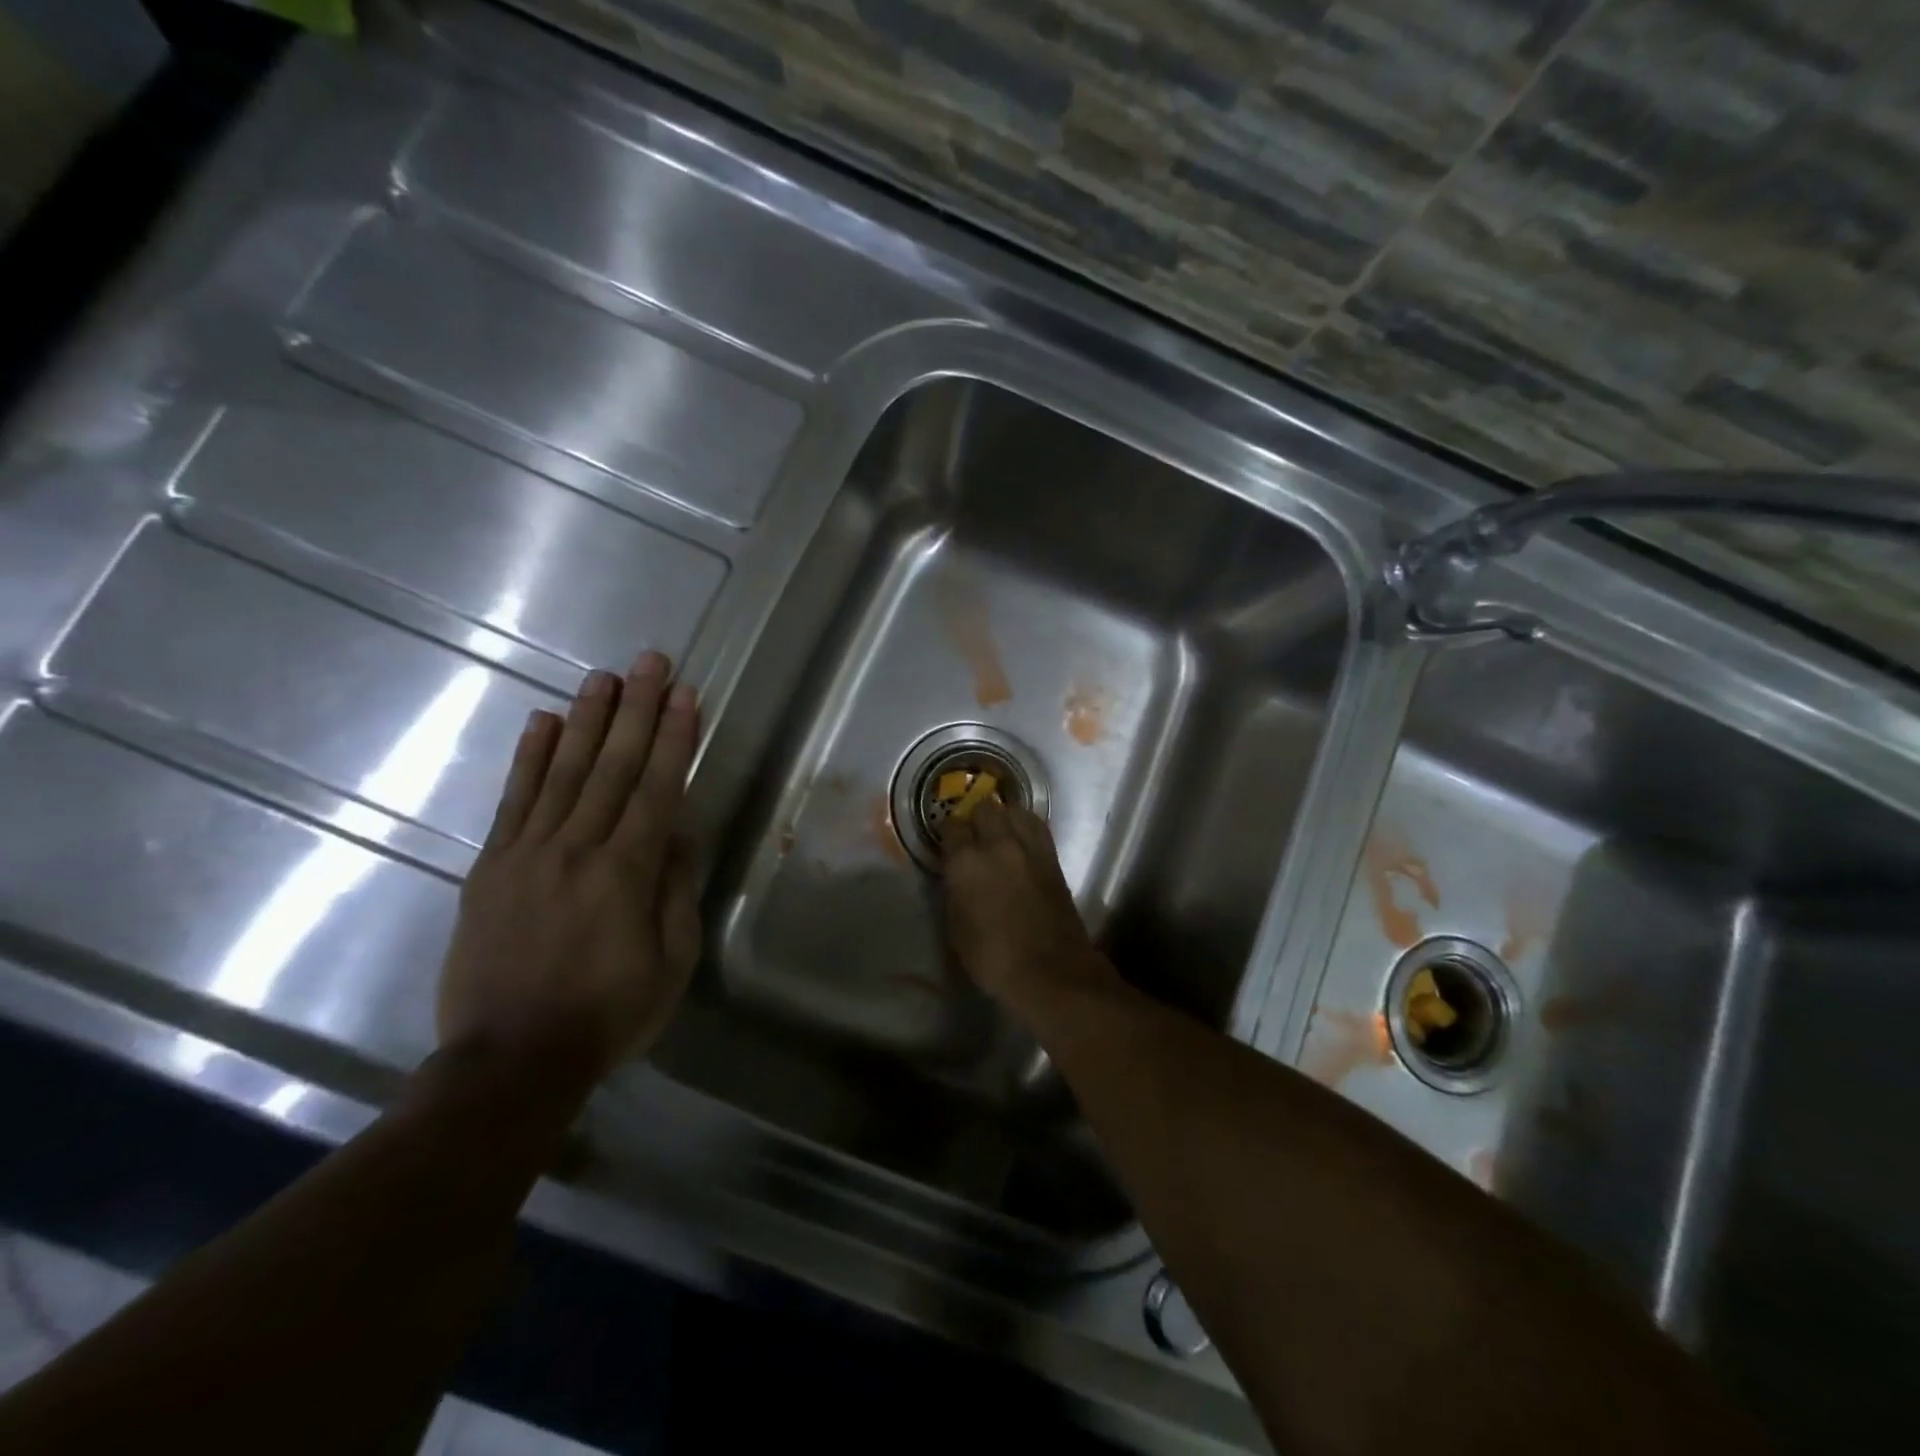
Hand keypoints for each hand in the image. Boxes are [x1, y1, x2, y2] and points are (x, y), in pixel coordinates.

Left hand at [436, 651, 700, 1080]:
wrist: (509, 1061)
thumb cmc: (609, 1014)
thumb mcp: (671, 961)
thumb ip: (675, 889)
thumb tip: (678, 831)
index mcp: (627, 873)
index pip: (657, 788)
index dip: (673, 738)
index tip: (685, 694)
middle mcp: (577, 849)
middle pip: (611, 766)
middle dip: (635, 710)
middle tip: (650, 661)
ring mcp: (527, 854)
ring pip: (562, 772)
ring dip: (586, 720)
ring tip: (603, 676)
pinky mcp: (489, 867)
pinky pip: (512, 801)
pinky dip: (528, 758)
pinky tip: (542, 722)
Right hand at [939, 797, 1117, 1022]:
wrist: (1051, 970)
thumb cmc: (993, 958)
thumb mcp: (957, 928)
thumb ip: (954, 891)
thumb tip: (957, 875)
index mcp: (967, 862)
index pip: (951, 827)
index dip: (947, 831)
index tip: (946, 839)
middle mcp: (998, 844)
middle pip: (985, 808)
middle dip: (975, 816)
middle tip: (972, 833)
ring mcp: (1029, 847)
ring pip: (1014, 810)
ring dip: (1003, 816)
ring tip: (999, 831)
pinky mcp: (1052, 857)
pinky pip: (1036, 826)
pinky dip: (1025, 826)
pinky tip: (1021, 839)